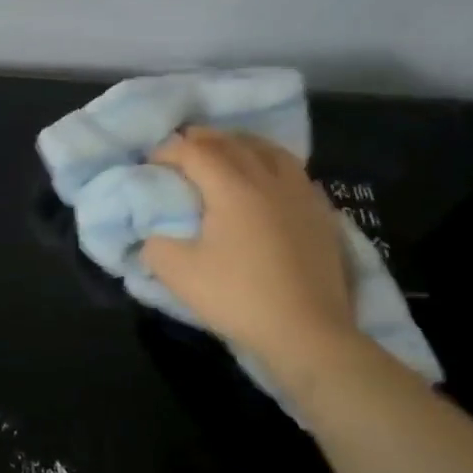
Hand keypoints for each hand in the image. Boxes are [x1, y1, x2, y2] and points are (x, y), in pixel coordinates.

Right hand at [140, 128, 360, 389]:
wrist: (308, 332)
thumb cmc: (239, 298)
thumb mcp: (179, 275)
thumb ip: (155, 247)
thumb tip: (153, 236)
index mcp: (232, 187)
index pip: (194, 151)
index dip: (168, 151)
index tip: (150, 163)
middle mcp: (268, 179)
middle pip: (232, 143)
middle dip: (202, 140)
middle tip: (181, 150)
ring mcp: (300, 194)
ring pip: (268, 150)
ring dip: (240, 145)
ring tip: (225, 153)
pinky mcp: (322, 214)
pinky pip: (294, 172)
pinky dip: (271, 164)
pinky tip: (267, 181)